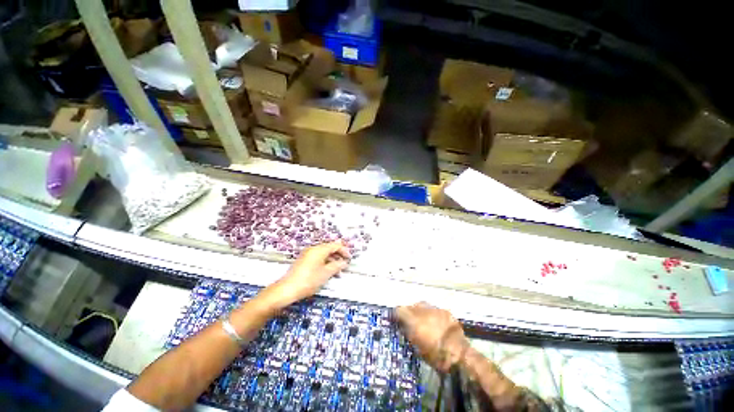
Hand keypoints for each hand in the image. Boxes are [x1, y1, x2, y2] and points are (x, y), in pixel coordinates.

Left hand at [264, 241, 349, 308]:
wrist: (287, 289)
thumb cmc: (308, 280)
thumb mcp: (326, 273)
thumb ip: (337, 266)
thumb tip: (344, 262)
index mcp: (319, 249)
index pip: (335, 245)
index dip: (344, 251)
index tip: (349, 258)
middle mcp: (313, 249)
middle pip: (329, 248)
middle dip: (338, 255)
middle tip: (344, 264)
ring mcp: (307, 254)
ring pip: (324, 254)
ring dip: (332, 260)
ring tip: (337, 270)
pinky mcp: (304, 261)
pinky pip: (318, 258)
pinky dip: (325, 262)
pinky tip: (327, 271)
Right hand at [395, 302, 468, 372]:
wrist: (458, 353)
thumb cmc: (435, 355)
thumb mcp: (417, 347)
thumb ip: (409, 333)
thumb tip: (403, 326)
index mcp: (413, 320)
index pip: (400, 310)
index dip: (397, 314)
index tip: (396, 318)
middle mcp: (423, 310)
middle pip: (412, 305)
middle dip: (410, 311)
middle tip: (410, 319)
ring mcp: (435, 309)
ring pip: (423, 306)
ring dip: (421, 311)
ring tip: (423, 320)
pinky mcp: (445, 311)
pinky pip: (435, 310)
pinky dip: (433, 314)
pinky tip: (436, 322)